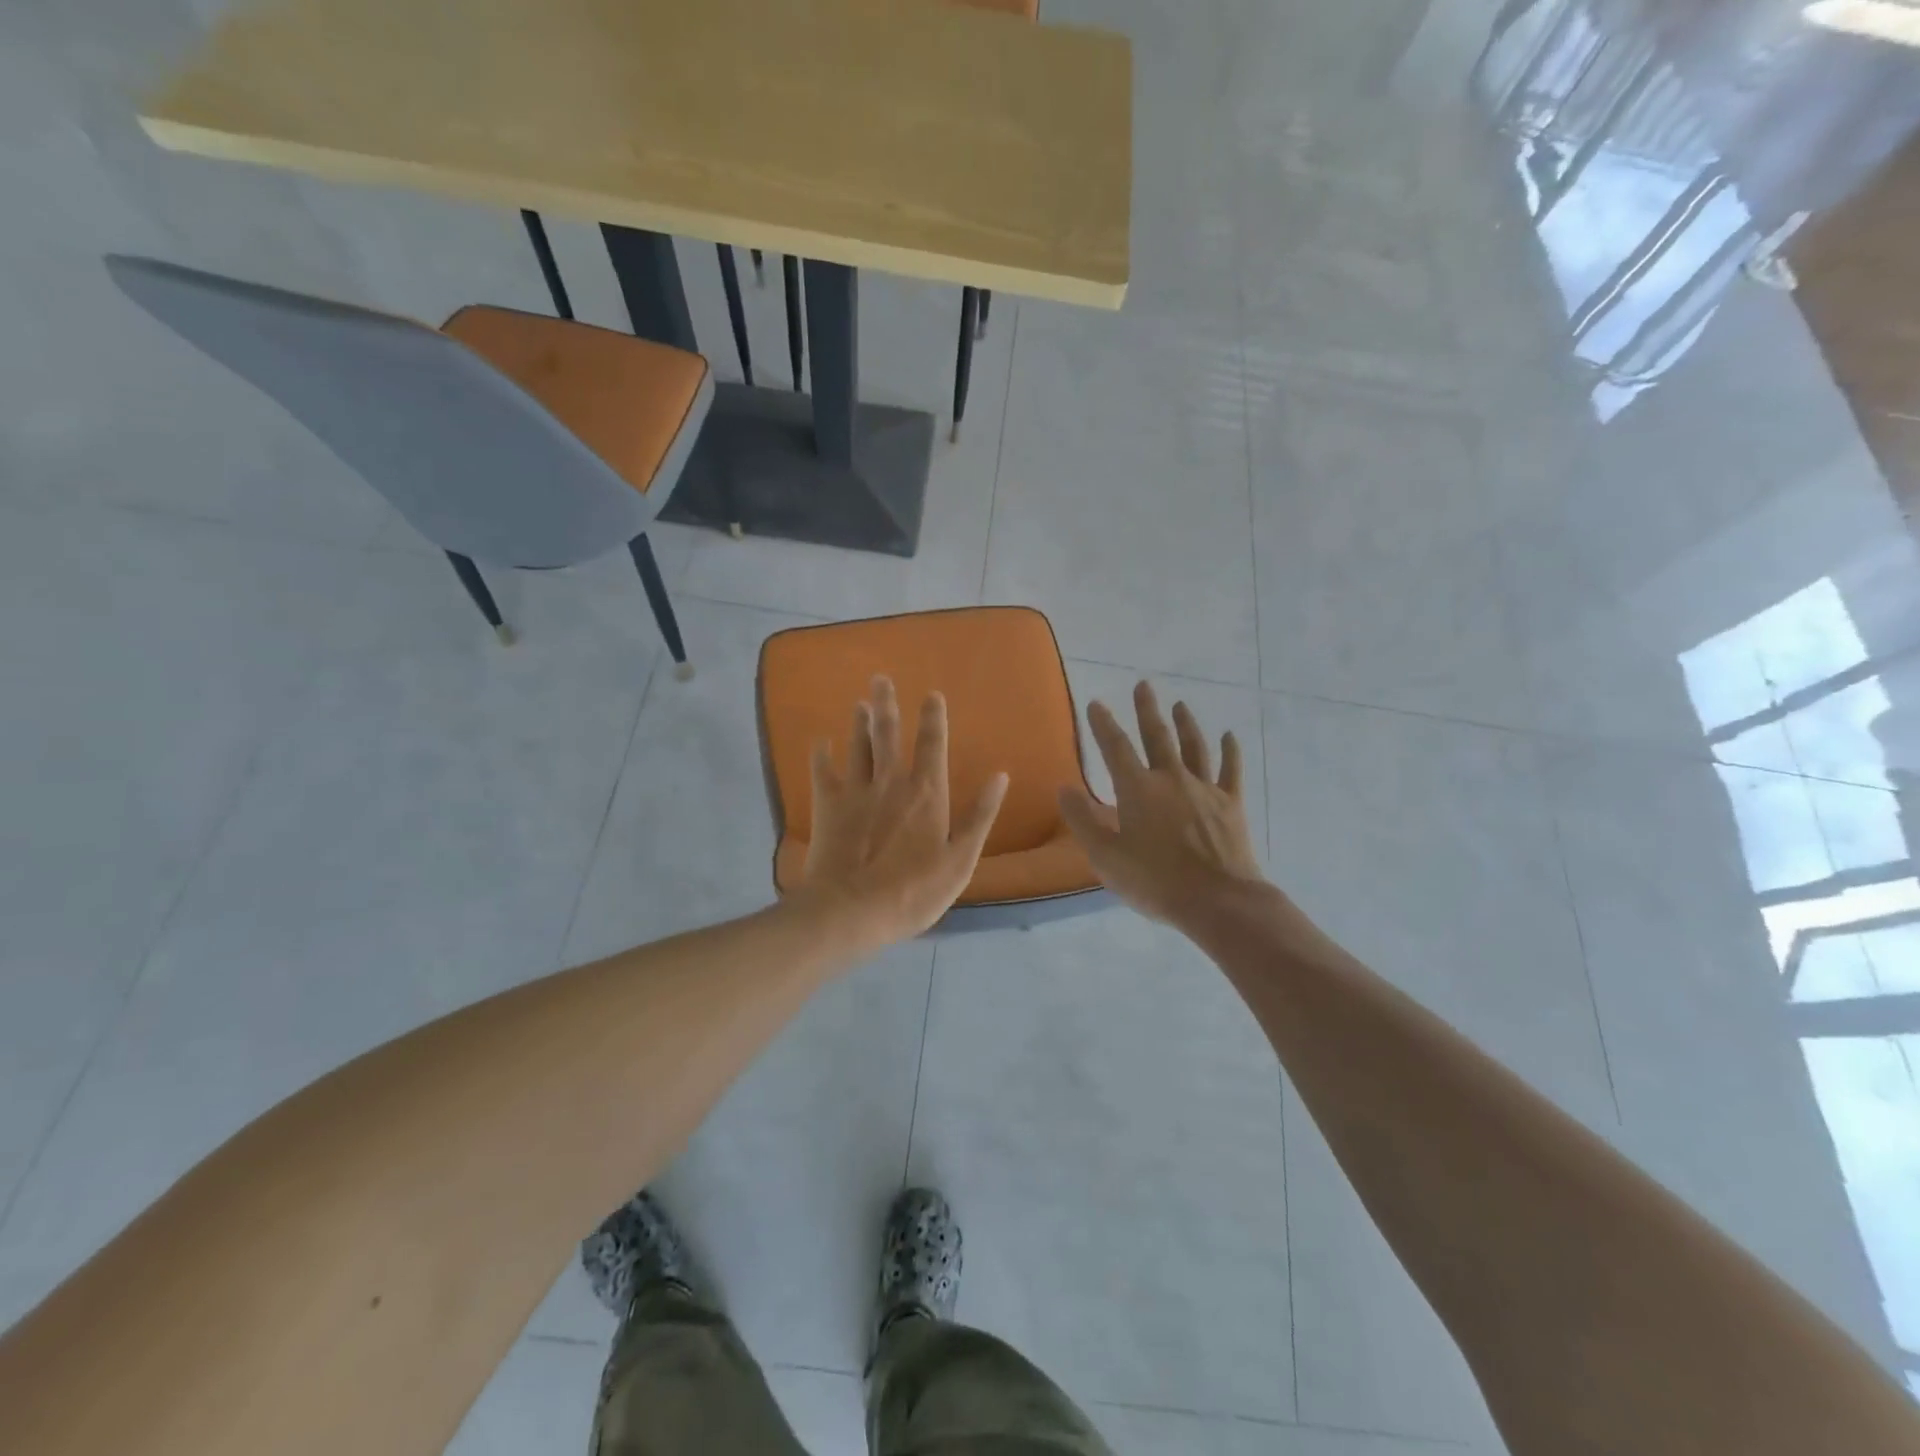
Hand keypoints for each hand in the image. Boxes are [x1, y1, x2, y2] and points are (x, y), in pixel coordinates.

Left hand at [794, 676, 1008, 949]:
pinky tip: (819, 743)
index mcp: (926, 793)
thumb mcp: (960, 860)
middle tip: (880, 678)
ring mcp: (855, 792)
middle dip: (886, 705)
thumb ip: (980, 816)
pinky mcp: (827, 808)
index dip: (933, 718)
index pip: (932, 745)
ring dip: (858, 724)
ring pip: (857, 747)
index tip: (931, 695)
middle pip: (888, 735)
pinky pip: (822, 773)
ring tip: (859, 703)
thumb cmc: (913, 891)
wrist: (851, 911)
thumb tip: (1000, 776)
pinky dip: (820, 756)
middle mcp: (890, 782)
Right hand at [1058, 681, 1264, 927]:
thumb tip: (1064, 788)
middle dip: (1147, 710)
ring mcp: (1205, 789)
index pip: (1115, 748)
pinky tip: (1230, 736)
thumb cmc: (1155, 881)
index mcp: (1137, 789)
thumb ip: (1083, 820)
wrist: (1218, 900)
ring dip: (1186, 723)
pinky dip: (1230, 751)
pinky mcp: (1231, 804)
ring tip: (1180, 705)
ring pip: (1194, 746)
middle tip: (1143, 685)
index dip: (1103, 724)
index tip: (1096, 703)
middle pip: (1157, 736)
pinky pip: (1230, 770)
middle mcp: (1171, 778)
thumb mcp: (1105, 856)